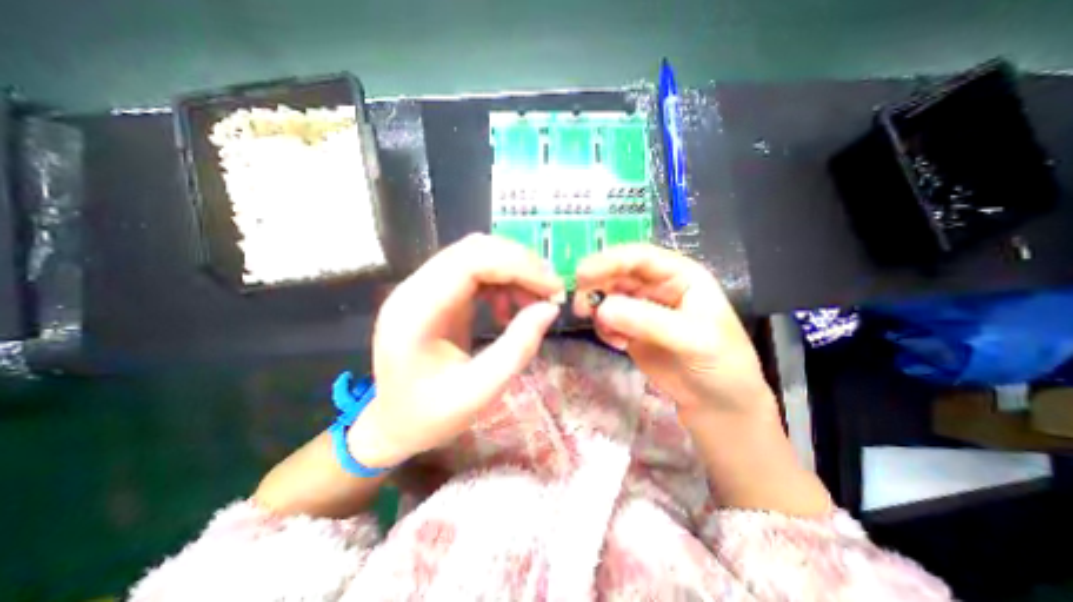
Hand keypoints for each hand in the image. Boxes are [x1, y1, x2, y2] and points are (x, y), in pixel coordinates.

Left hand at [347, 233, 564, 465]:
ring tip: (534, 301)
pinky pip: (474, 271)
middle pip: (474, 250)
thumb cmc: (431, 415)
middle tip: (551, 290)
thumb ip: (518, 347)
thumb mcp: (481, 391)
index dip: (518, 266)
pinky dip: (501, 282)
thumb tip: (550, 308)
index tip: (553, 287)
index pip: (470, 262)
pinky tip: (508, 309)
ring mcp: (422, 287)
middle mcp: (414, 288)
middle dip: (520, 264)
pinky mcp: (435, 293)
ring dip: (513, 271)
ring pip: (477, 255)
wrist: (394, 424)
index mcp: (416, 311)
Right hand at [574, 245, 775, 422]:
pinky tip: (617, 344)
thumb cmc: (721, 364)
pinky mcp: (629, 328)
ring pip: (607, 296)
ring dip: (596, 308)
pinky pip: (606, 319)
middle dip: (596, 286)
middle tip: (579, 306)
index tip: (582, 274)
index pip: (640, 257)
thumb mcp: (693, 339)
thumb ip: (649, 321)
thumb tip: (601, 308)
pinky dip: (603, 328)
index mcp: (679, 274)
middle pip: (617, 273)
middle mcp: (656, 285)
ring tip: (604, 330)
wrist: (717, 402)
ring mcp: (641, 307)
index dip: (610, 260)